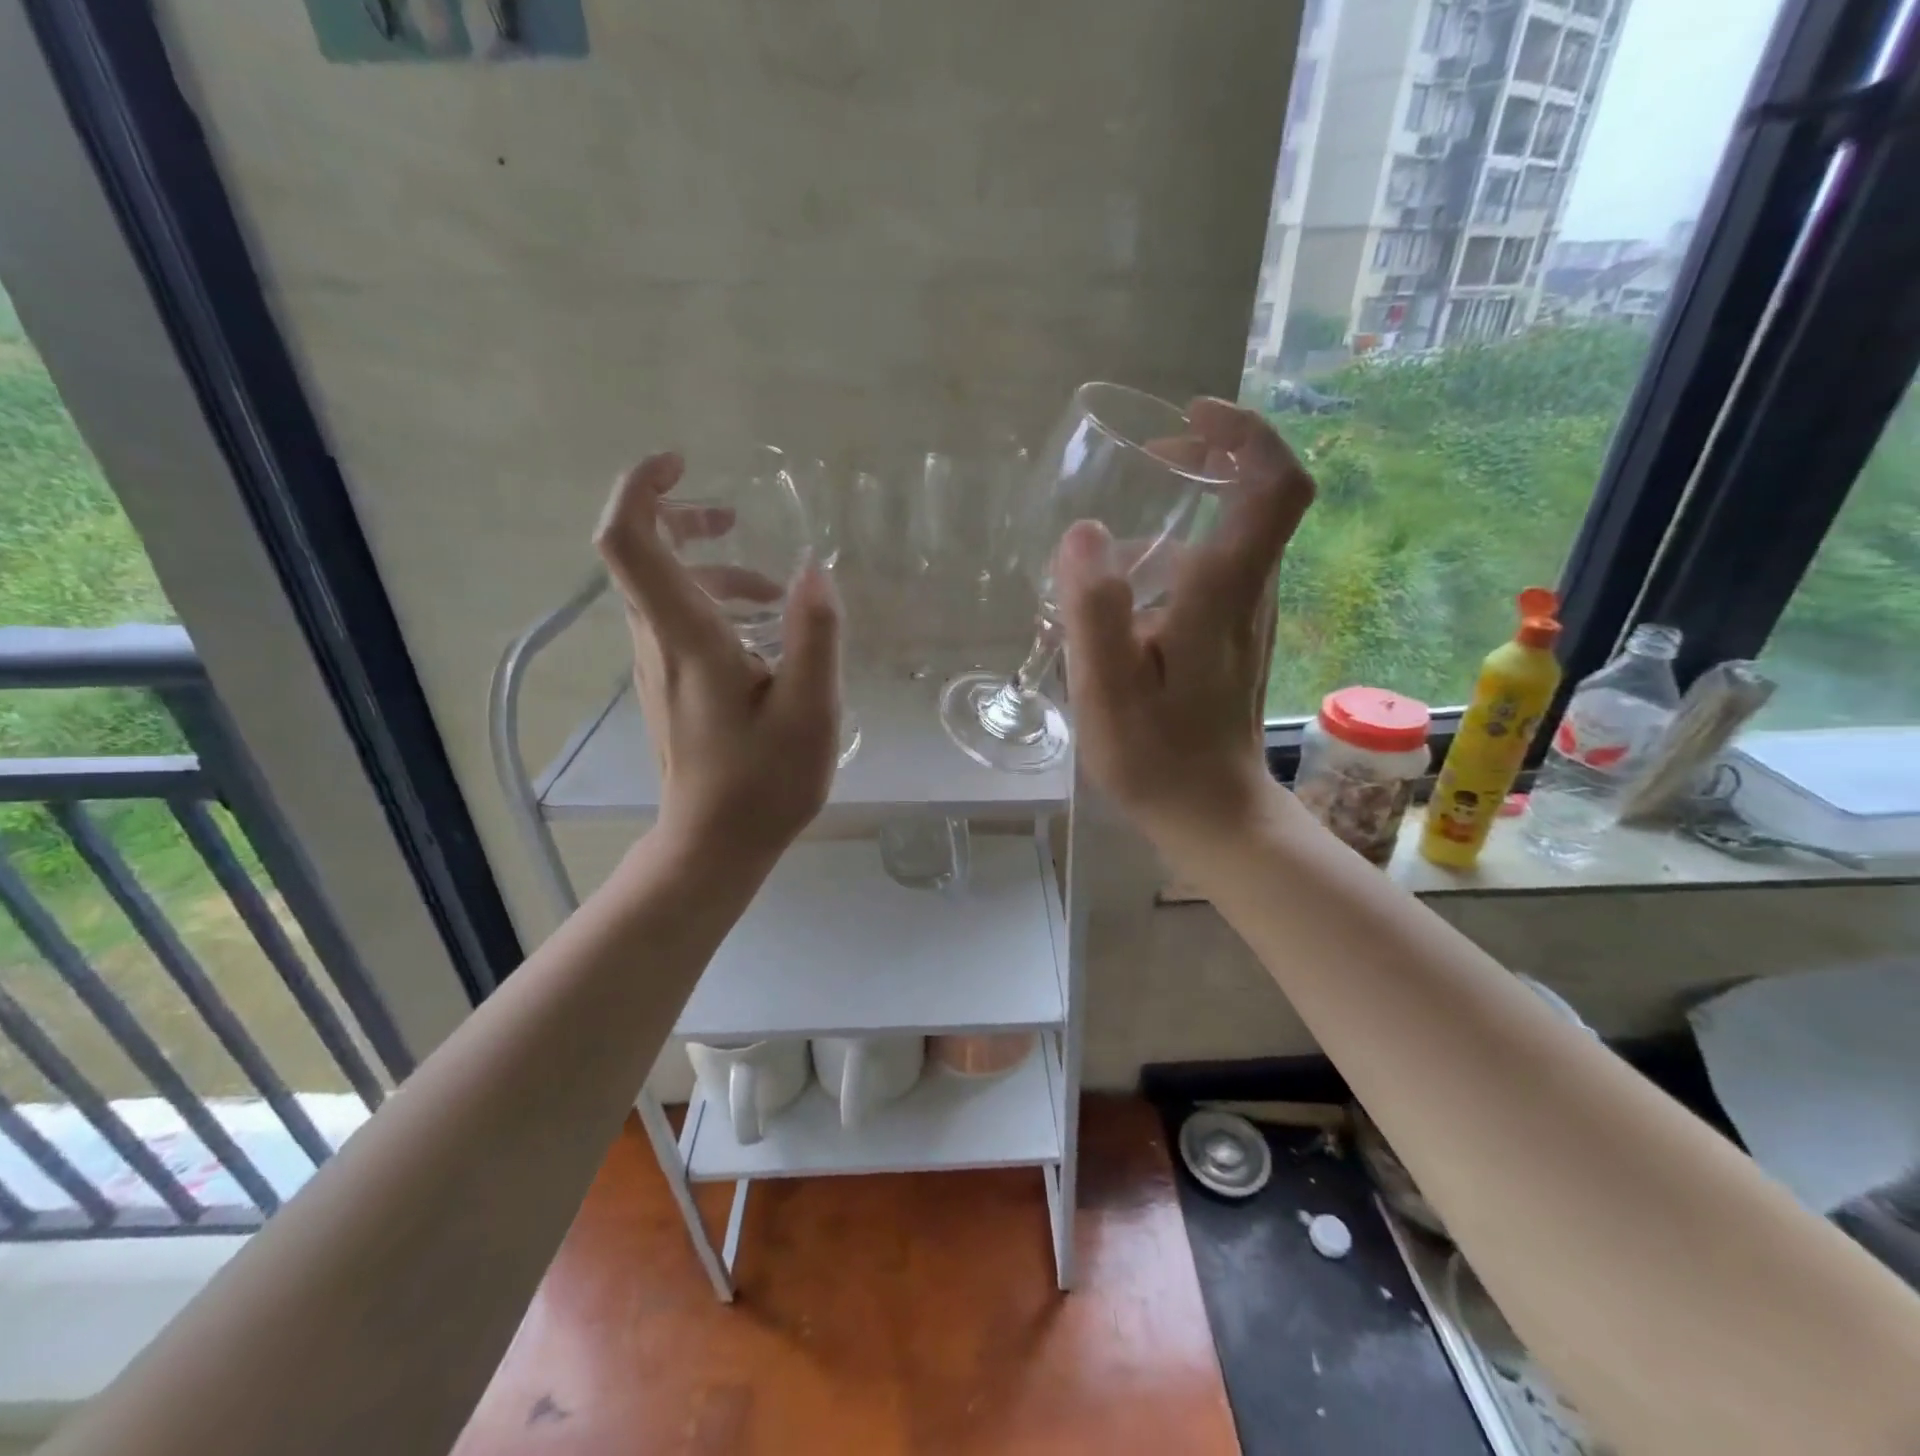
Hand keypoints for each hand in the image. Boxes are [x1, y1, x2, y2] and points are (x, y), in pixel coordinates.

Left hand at [593, 452, 841, 859]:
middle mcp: (657, 643)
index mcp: (686, 638)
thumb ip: (815, 635)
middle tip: (736, 519)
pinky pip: (678, 623)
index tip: (684, 466)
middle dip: (684, 521)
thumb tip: (813, 570)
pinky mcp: (669, 688)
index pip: (629, 542)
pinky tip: (766, 638)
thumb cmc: (764, 782)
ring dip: (713, 571)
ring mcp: (657, 667)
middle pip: (641, 556)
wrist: (714, 845)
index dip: (642, 489)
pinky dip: (715, 606)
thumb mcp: (810, 709)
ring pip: (665, 592)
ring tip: (776, 596)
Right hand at [1054, 398, 1314, 846]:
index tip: (1191, 421)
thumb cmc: (1158, 758)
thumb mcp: (1109, 690)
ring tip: (1142, 499)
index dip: (1246, 434)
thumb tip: (1084, 532)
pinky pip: (1228, 565)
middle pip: (1264, 498)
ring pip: (1246, 531)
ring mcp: (1250, 618)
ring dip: (1206, 496)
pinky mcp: (1237, 639)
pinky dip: (1197, 538)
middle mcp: (1252, 594)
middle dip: (1217, 455)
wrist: (1214, 815)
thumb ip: (1095, 611)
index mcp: (1225, 593)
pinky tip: (1144, 570)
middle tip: (1152, 458)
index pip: (1275, 486)